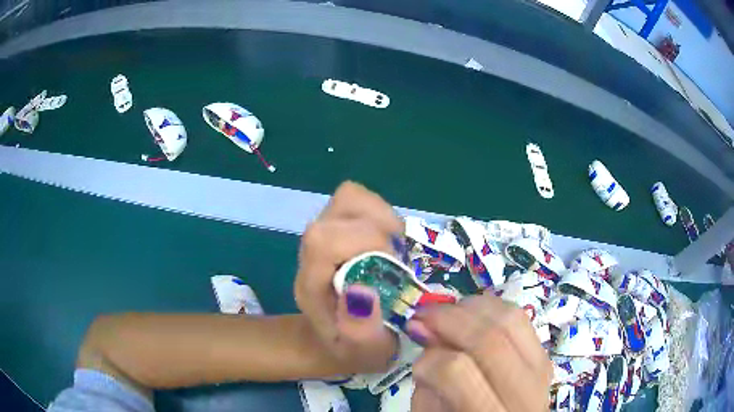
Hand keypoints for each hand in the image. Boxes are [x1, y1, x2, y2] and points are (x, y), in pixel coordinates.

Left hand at [294, 181, 403, 373]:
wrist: (336, 339)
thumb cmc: (352, 349)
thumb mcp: (363, 353)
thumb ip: (361, 332)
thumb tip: (362, 290)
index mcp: (312, 284)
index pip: (324, 241)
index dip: (365, 243)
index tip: (393, 268)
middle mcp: (311, 252)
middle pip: (339, 211)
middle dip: (379, 230)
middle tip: (398, 260)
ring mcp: (324, 232)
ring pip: (349, 197)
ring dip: (382, 216)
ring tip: (396, 246)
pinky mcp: (337, 224)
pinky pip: (358, 199)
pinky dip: (380, 211)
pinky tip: (390, 239)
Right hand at [407, 295, 551, 410]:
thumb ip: (427, 387)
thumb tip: (427, 337)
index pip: (458, 372)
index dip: (429, 356)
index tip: (414, 348)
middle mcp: (524, 392)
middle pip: (489, 339)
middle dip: (448, 319)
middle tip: (422, 315)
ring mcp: (540, 369)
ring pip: (511, 319)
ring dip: (472, 307)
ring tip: (446, 313)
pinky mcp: (545, 355)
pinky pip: (521, 318)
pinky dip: (492, 309)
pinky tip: (471, 315)